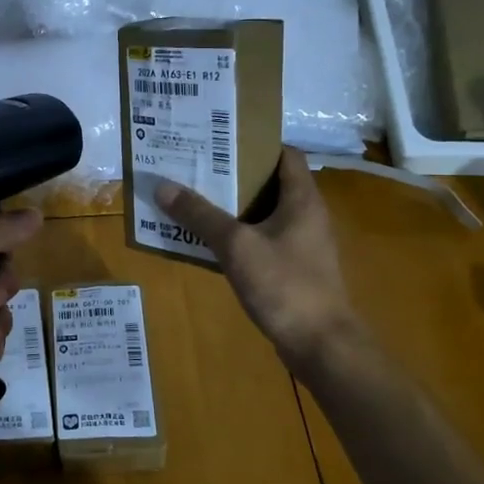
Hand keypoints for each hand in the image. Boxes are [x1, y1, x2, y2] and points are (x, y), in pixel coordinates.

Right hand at [156, 148, 360, 369]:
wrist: (321, 345)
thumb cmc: (284, 285)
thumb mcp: (236, 245)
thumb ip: (200, 215)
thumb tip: (162, 185)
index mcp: (302, 199)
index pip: (284, 154)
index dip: (253, 142)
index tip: (218, 139)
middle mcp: (306, 215)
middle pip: (268, 182)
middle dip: (232, 174)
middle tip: (194, 166)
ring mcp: (300, 244)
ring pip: (262, 213)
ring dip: (230, 206)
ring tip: (192, 198)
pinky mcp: (292, 269)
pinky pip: (260, 240)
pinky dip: (236, 235)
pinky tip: (206, 241)